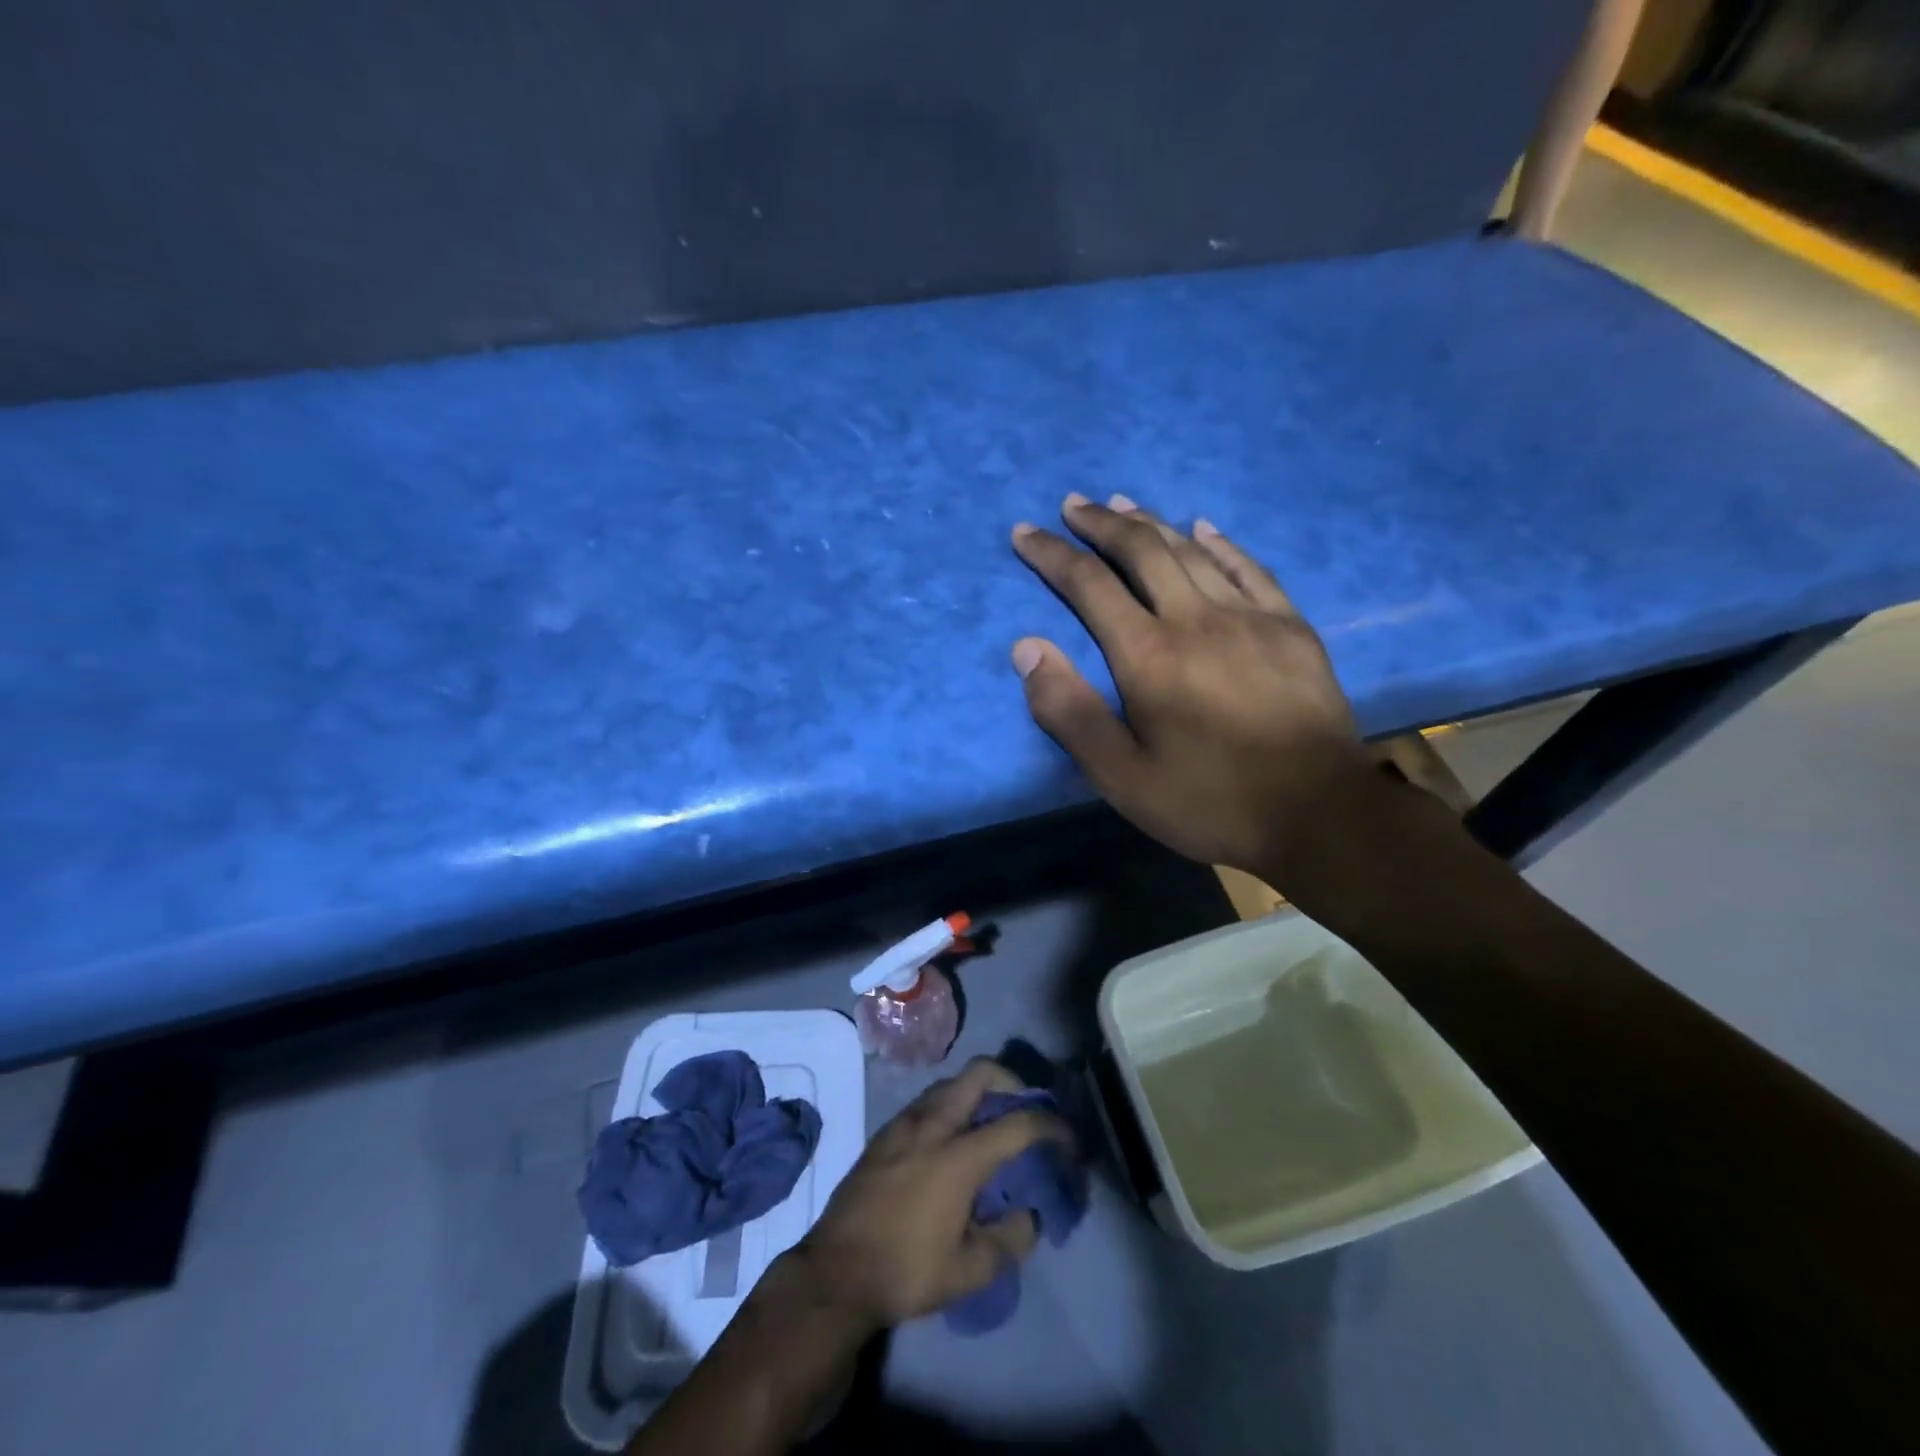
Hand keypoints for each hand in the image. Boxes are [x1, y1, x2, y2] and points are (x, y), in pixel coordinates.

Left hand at [786, 1059, 1071, 1332]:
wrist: (834, 1273)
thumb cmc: (904, 1271)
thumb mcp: (967, 1273)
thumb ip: (1008, 1241)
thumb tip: (1028, 1217)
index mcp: (958, 1156)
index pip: (1017, 1124)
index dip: (1051, 1126)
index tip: (1067, 1138)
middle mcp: (933, 1125)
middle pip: (978, 1074)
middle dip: (1010, 1080)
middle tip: (1024, 1107)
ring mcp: (903, 1124)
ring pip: (949, 1083)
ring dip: (976, 1091)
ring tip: (988, 1122)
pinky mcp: (883, 1133)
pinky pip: (926, 1101)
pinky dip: (949, 1105)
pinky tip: (949, 1139)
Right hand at [1010, 493, 1377, 879]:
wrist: (1320, 815)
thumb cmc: (1210, 801)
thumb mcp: (1121, 777)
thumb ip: (1070, 712)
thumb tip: (1027, 649)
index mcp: (1148, 655)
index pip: (1089, 585)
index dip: (1052, 554)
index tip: (1025, 532)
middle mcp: (1195, 619)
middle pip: (1142, 551)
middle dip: (1101, 524)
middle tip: (1073, 505)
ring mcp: (1250, 617)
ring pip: (1192, 551)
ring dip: (1152, 523)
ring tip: (1123, 505)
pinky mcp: (1290, 627)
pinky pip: (1250, 568)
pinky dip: (1220, 543)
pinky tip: (1203, 528)